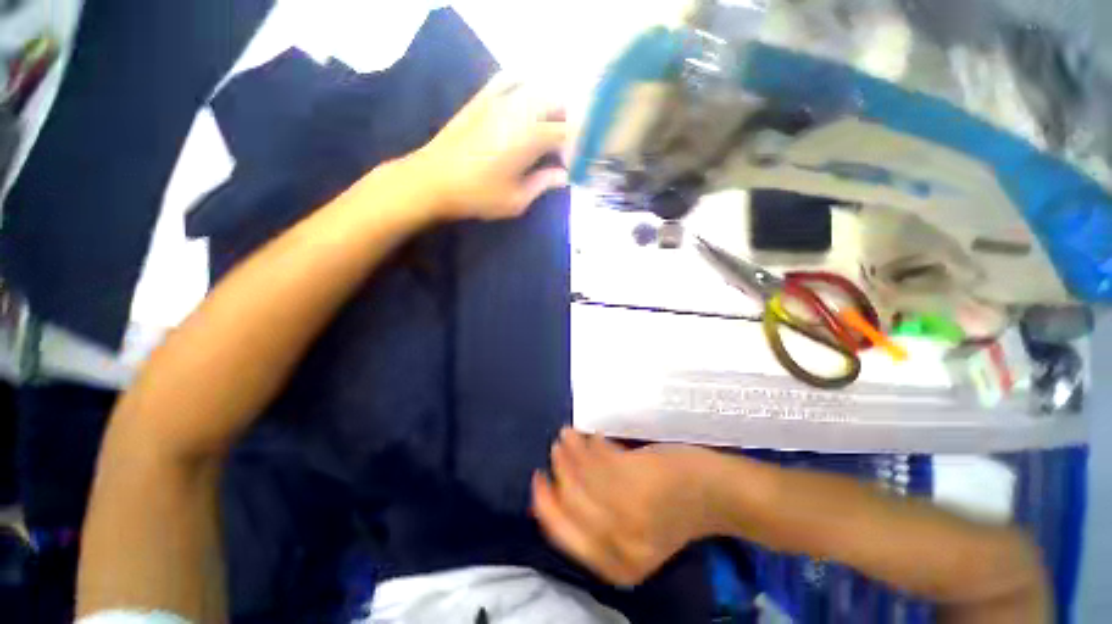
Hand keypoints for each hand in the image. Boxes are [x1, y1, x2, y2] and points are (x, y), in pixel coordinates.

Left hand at [412, 73, 567, 220]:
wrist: (434, 180)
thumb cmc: (478, 195)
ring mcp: (499, 98)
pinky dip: (525, 86)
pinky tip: (525, 103)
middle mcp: (520, 109)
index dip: (577, 146)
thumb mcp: (517, 199)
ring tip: (547, 128)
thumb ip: (544, 183)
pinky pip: (510, 79)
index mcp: (531, 137)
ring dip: (550, 105)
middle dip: (567, 123)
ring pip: (537, 88)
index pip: (568, 131)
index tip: (575, 163)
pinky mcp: (482, 97)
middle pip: (557, 103)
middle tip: (564, 148)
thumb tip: (565, 176)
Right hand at [531, 429, 724, 585]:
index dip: (545, 505)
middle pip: (570, 502)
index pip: (563, 534)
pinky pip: (599, 458)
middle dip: (558, 470)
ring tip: (568, 435)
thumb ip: (599, 522)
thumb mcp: (635, 533)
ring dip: (571, 451)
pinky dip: (591, 444)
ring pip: (583, 476)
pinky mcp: (637, 479)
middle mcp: (619, 543)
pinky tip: (592, 435)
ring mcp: (629, 511)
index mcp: (616, 565)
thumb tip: (561, 491)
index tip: (538, 480)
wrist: (715, 495)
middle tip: (556, 447)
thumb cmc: (675, 511)